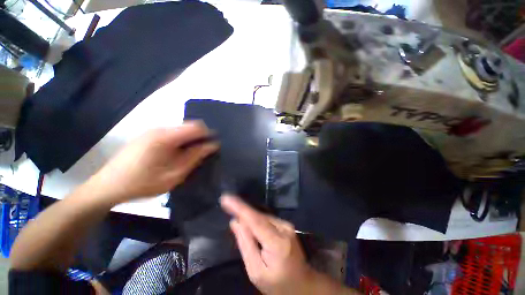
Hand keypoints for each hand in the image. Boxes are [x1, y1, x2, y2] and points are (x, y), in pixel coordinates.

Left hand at [91, 121, 218, 204]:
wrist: (107, 186)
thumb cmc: (142, 183)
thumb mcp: (174, 175)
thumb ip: (194, 157)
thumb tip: (212, 145)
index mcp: (165, 136)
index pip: (197, 126)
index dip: (208, 135)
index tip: (212, 148)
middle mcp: (159, 129)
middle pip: (189, 127)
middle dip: (198, 139)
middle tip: (200, 156)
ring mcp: (152, 131)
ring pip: (181, 131)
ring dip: (189, 141)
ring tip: (187, 158)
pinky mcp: (148, 136)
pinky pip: (172, 134)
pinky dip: (179, 142)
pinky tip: (174, 156)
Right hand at [220, 195, 313, 294]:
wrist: (302, 284)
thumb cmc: (277, 284)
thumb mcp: (256, 272)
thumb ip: (245, 244)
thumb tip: (235, 222)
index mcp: (277, 243)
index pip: (255, 220)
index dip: (239, 208)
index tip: (226, 198)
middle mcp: (284, 228)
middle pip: (258, 216)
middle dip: (242, 213)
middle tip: (228, 209)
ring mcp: (287, 225)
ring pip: (262, 216)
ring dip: (249, 218)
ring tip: (241, 225)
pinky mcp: (286, 225)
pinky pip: (267, 219)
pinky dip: (257, 221)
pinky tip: (252, 229)